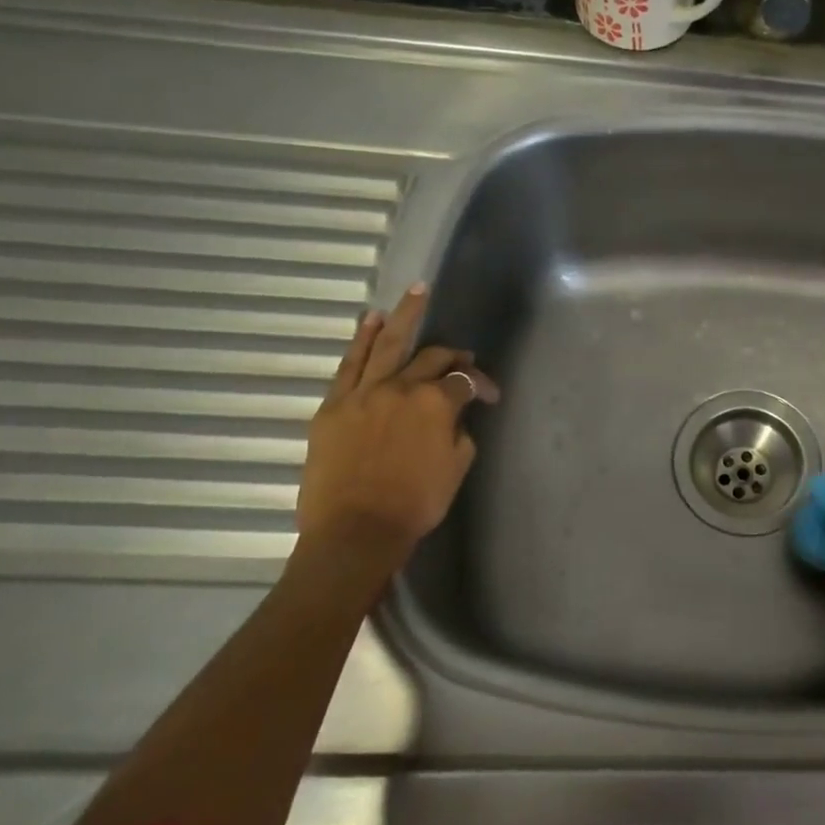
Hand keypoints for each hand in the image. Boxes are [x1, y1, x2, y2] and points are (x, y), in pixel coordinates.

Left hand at [295, 284, 499, 576]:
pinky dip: (362, 340)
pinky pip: (349, 364)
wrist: (356, 531)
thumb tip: (454, 416)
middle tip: (461, 355)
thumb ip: (460, 432)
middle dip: (451, 354)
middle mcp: (401, 387)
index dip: (482, 384)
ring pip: (386, 345)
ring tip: (414, 293)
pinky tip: (371, 321)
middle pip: (431, 357)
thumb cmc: (416, 504)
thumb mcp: (457, 467)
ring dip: (404, 317)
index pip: (465, 381)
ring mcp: (363, 393)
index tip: (491, 397)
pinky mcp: (333, 406)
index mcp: (436, 404)